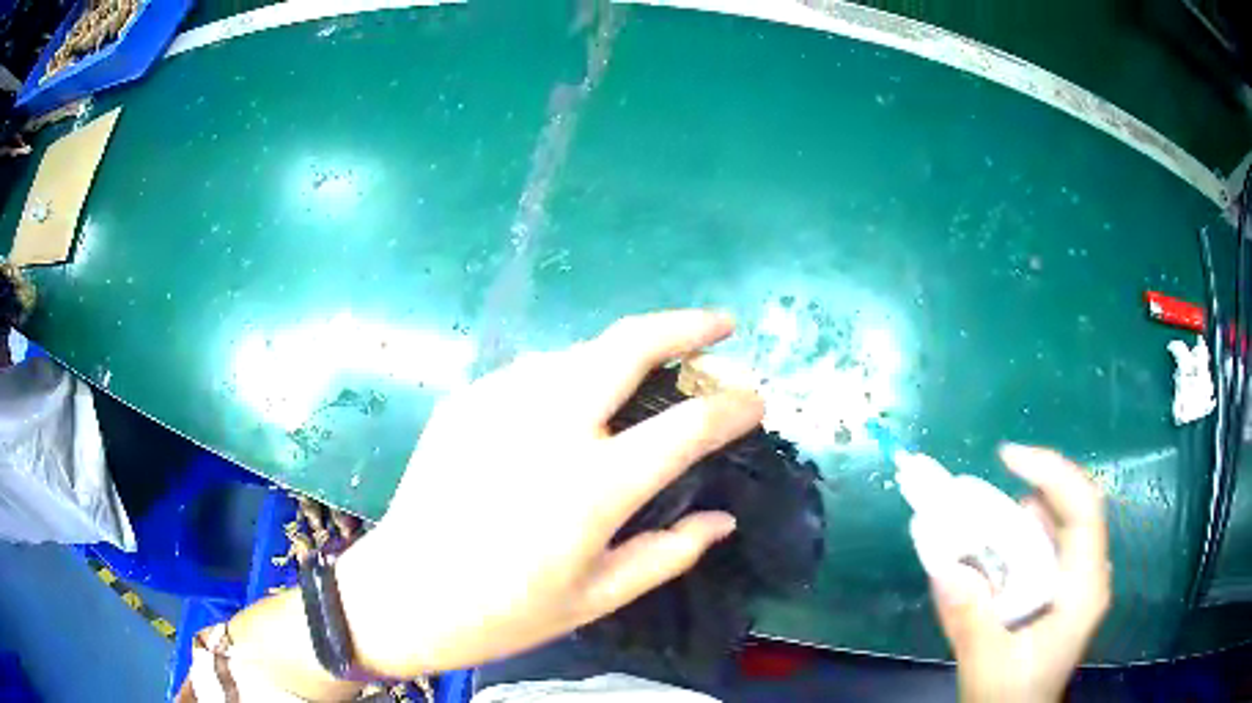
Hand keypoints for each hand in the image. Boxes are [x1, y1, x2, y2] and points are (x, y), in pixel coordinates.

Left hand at [335, 310, 763, 677]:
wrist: (403, 593)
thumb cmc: (504, 611)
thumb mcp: (598, 597)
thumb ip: (669, 553)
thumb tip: (723, 519)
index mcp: (592, 484)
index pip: (688, 426)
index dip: (734, 407)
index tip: (757, 401)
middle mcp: (549, 426)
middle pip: (629, 344)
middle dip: (685, 325)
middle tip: (719, 326)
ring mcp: (500, 403)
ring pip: (580, 350)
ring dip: (625, 351)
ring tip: (647, 374)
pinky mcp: (467, 400)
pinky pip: (535, 372)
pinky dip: (571, 375)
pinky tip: (571, 406)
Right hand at [929, 444, 1110, 702]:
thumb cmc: (1011, 696)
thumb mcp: (986, 664)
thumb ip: (969, 618)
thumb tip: (944, 566)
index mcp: (1083, 589)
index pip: (1083, 509)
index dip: (1052, 472)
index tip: (1007, 457)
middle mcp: (1089, 575)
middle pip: (1073, 507)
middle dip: (1032, 487)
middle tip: (986, 489)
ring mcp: (1078, 581)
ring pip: (1059, 524)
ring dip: (1022, 513)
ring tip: (981, 520)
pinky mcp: (1063, 589)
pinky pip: (1047, 544)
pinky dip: (1020, 536)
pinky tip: (993, 551)